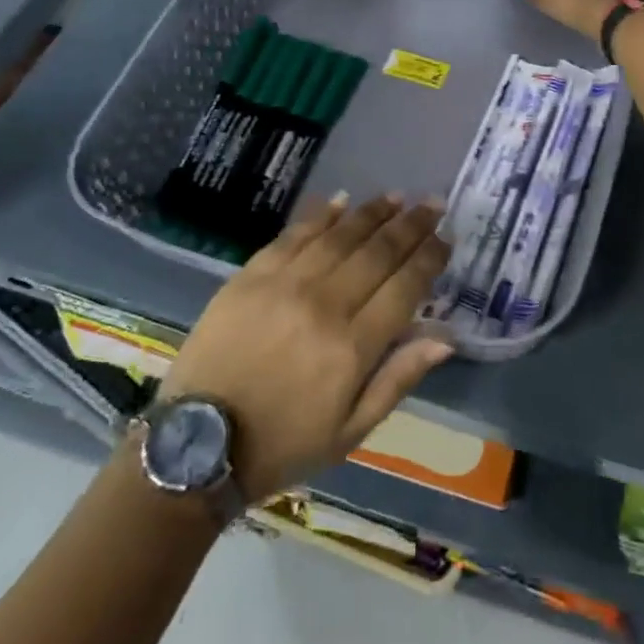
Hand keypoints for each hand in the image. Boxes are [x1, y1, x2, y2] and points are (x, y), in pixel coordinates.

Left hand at [156, 194, 452, 502]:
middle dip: (411, 225)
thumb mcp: (350, 432)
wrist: (197, 444)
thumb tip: (445, 338)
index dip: (430, 259)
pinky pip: (294, 234)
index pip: (404, 287)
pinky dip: (321, 215)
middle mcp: (324, 305)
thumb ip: (398, 379)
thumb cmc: (282, 445)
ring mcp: (285, 284)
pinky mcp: (251, 275)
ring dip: (373, 213)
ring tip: (396, 197)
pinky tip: (341, 200)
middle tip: (432, 204)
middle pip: (378, 253)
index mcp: (352, 347)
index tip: (447, 238)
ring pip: (340, 236)